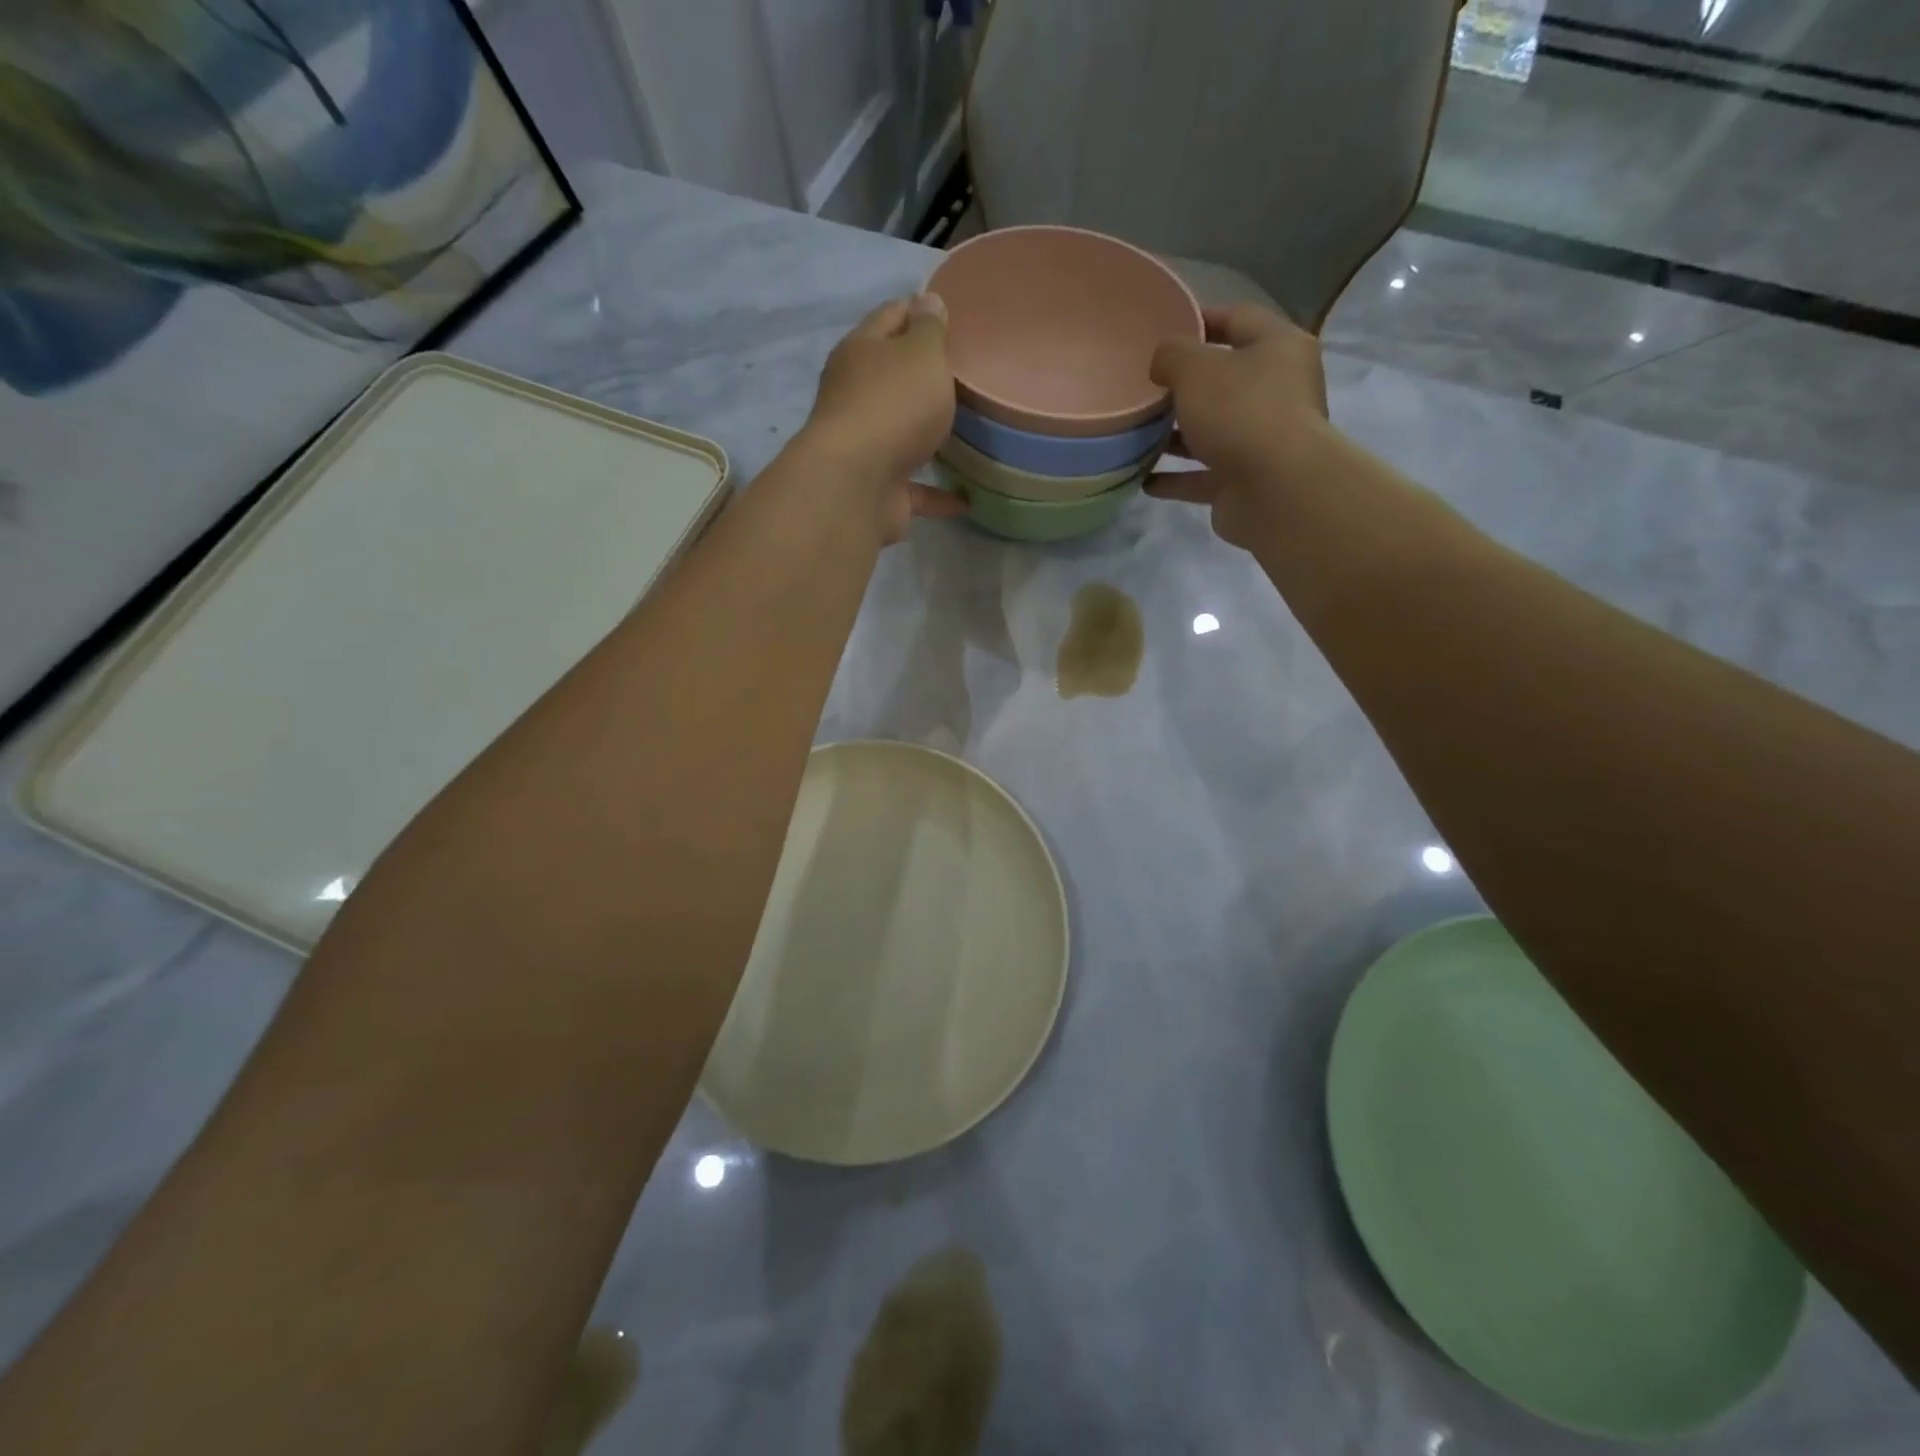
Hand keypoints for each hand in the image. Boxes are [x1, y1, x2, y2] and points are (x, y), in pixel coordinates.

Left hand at [799, 294, 965, 543]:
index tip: (951, 316)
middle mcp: (856, 396)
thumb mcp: (921, 354)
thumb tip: (927, 301)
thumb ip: (929, 329)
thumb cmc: (893, 406)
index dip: (918, 311)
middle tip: (967, 377)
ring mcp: (865, 446)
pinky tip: (966, 498)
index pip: (890, 317)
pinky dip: (938, 494)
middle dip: (923, 378)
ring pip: (901, 434)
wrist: (857, 485)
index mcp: (861, 352)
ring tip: (968, 436)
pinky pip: (915, 489)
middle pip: (892, 378)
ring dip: (927, 437)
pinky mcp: (878, 489)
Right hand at [1146, 304, 1333, 548]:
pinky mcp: (1245, 482)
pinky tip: (1143, 479)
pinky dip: (1175, 478)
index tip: (1162, 329)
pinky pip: (1202, 476)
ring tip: (1137, 433)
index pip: (1238, 319)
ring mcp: (1262, 441)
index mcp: (1278, 348)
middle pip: (1225, 380)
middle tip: (1145, 386)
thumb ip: (1172, 355)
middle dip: (1184, 385)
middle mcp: (1277, 392)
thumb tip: (1163, 364)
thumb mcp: (1195, 369)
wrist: (1275, 491)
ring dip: (1176, 435)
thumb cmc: (1240, 413)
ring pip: (1212, 431)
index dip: (1200, 320)